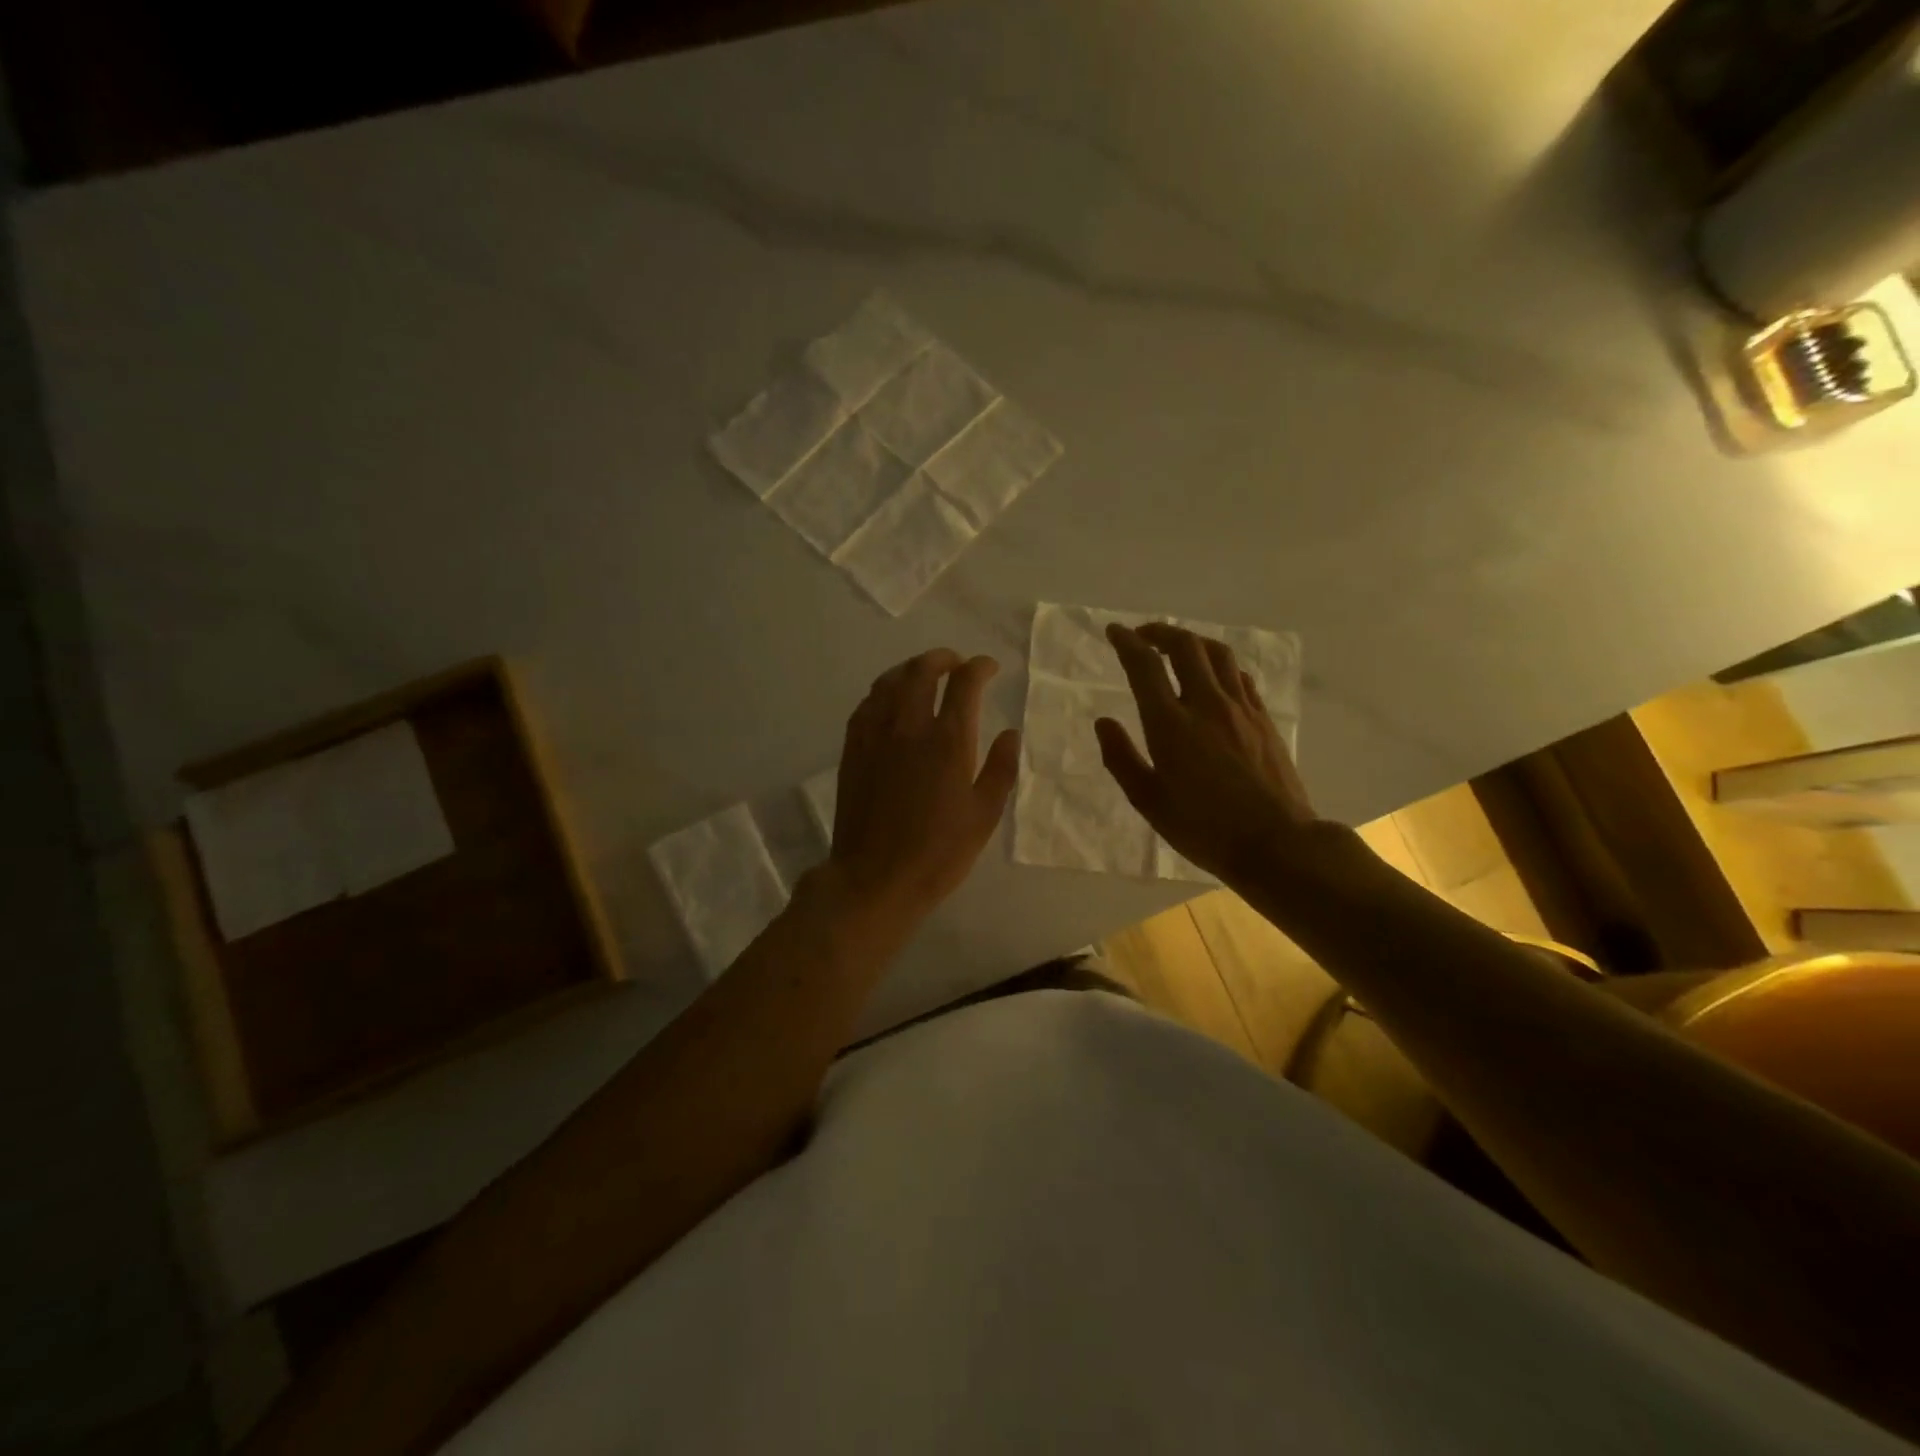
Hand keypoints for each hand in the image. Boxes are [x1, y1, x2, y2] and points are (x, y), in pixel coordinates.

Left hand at [830, 649, 1020, 924]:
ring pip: (890, 681)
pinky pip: (867, 703)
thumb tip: (1010, 733)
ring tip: (925, 673)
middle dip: (943, 658)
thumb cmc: (938, 853)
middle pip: (922, 670)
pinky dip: (884, 690)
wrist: (875, 879)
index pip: (964, 683)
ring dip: (911, 668)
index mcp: (948, 741)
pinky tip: (890, 699)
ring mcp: (875, 735)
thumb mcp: (984, 816)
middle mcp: (909, 727)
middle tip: (957, 663)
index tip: (989, 668)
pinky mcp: (853, 749)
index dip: (980, 667)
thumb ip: (1001, 769)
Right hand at [1096, 622, 1316, 884]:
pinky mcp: (1263, 718)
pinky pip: (1239, 675)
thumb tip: (1104, 723)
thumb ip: (1121, 758)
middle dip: (1159, 632)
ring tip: (1177, 648)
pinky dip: (1219, 664)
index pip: (1145, 666)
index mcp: (1170, 724)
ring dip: (1192, 642)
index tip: (1114, 632)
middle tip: (1142, 636)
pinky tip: (1214, 677)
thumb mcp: (1149, 801)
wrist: (1276, 842)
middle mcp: (1206, 704)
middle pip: (1185, 646)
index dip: (1126, 642)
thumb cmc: (1203, 827)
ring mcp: (1240, 708)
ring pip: (1217, 654)